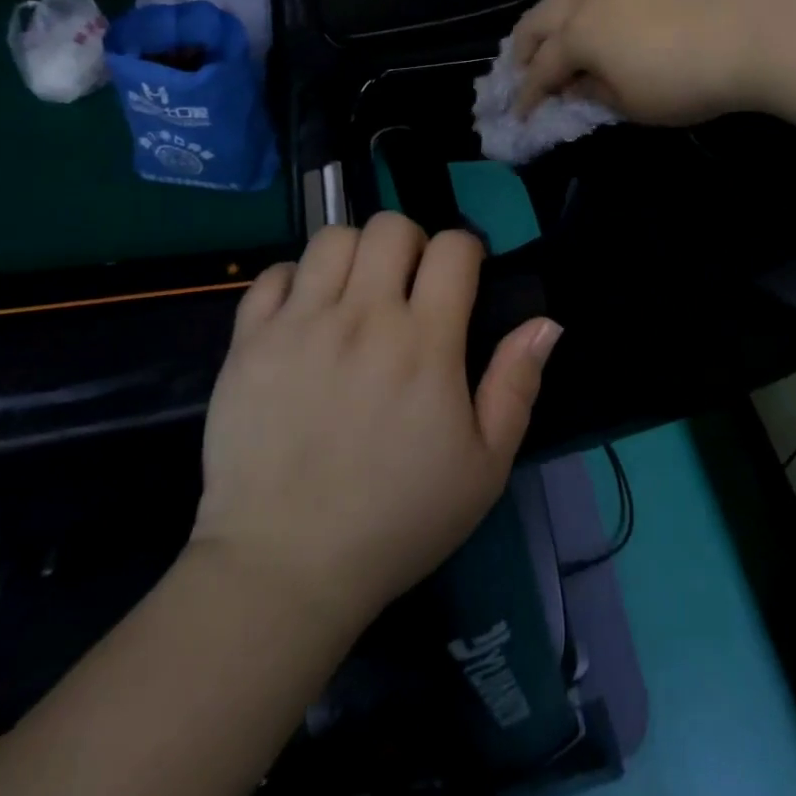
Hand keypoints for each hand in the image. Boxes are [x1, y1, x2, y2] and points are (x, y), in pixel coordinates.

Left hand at [192, 213, 560, 633]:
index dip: (466, 251)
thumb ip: (517, 385)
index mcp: (424, 343)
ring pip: (332, 239)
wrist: (286, 568)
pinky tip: (305, 314)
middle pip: (390, 227)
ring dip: (354, 255)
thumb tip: (546, 322)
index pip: (452, 247)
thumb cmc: (397, 519)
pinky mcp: (249, 343)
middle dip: (411, 243)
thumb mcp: (484, 467)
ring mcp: (299, 325)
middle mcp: (362, 318)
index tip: (462, 280)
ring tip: (356, 293)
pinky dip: (294, 281)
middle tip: (409, 284)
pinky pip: (272, 274)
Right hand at [513, 0, 789, 123]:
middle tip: (518, 73)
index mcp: (577, 35)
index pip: (541, 69)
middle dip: (523, 49)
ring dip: (545, 20)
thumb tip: (577, 85)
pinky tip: (585, 16)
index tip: (518, 116)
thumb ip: (594, 94)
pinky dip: (574, 4)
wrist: (750, 33)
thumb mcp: (632, 105)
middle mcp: (586, 1)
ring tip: (544, 39)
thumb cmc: (683, 81)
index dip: (527, 95)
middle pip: (539, 21)